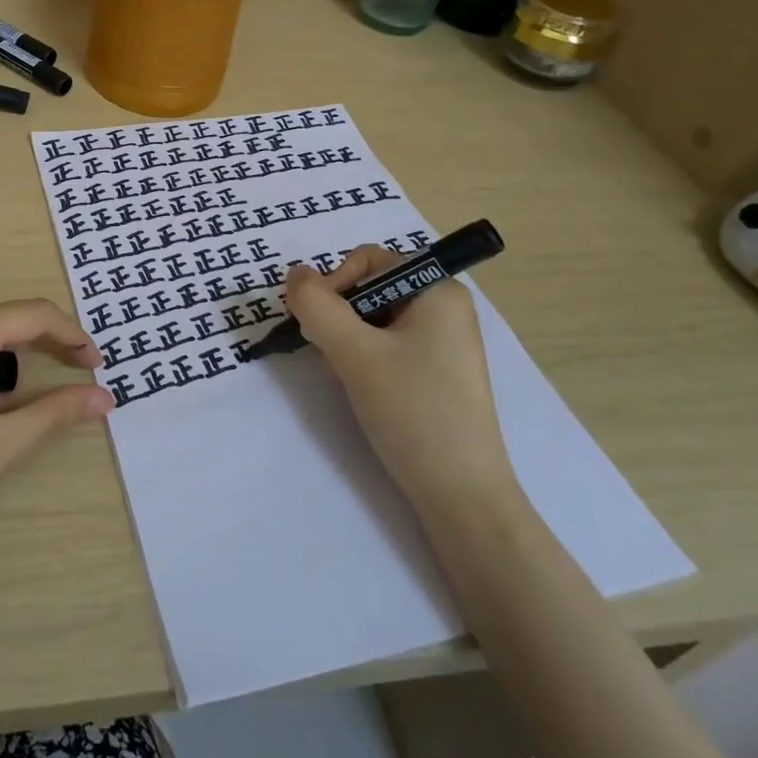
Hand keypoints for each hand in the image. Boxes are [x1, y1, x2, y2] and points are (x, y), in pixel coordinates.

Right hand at [284, 249, 516, 515]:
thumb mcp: (355, 353)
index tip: (320, 326)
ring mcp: (443, 340)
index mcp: (438, 289)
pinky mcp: (437, 370)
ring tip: (346, 374)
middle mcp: (445, 306)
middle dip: (340, 314)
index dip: (336, 284)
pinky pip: (388, 343)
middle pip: (370, 287)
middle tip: (330, 353)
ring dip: (348, 338)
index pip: (369, 261)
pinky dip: (365, 356)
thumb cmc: (413, 412)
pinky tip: (362, 386)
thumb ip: (317, 306)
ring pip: (374, 318)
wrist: (462, 497)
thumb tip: (295, 274)